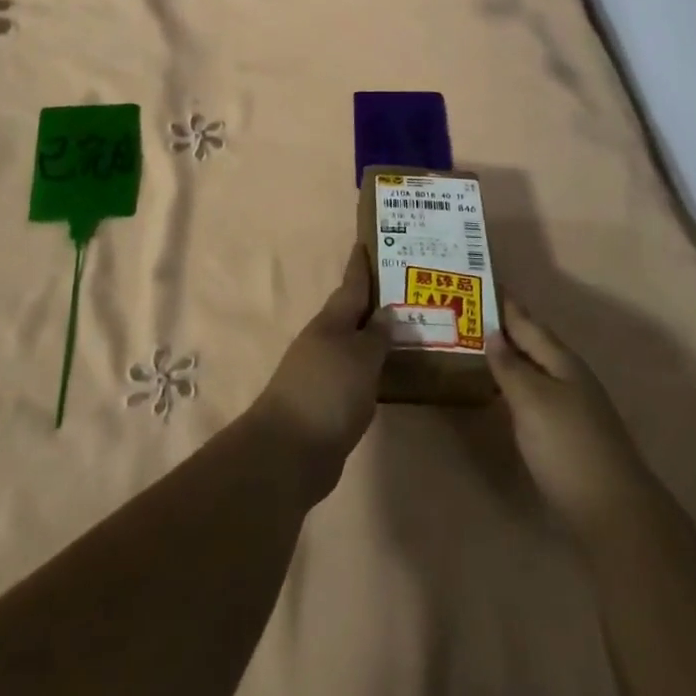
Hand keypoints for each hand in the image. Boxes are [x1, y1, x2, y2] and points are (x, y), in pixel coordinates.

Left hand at [250, 244, 389, 500]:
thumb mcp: (360, 358)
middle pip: (352, 314)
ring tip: (406, 328)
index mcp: (331, 322)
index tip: (367, 243)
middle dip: (373, 301)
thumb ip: (376, 335)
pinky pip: (354, 374)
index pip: (351, 286)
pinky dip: (371, 367)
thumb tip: (385, 312)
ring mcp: (322, 372)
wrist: (289, 452)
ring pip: (354, 344)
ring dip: (374, 335)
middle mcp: (324, 341)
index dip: (360, 266)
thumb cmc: (328, 392)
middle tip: (404, 287)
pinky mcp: (326, 402)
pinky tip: (389, 372)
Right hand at [491, 294, 649, 536]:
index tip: (484, 282)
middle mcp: (571, 378)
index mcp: (563, 362)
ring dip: (512, 357)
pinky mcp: (571, 435)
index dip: (507, 306)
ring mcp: (575, 407)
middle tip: (474, 313)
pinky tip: (505, 394)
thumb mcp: (532, 401)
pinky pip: (538, 394)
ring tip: (482, 348)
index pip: (528, 324)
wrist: (615, 513)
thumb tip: (493, 332)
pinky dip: (518, 385)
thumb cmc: (568, 447)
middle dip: (508, 329)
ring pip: (537, 369)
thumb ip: (510, 367)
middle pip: (535, 344)